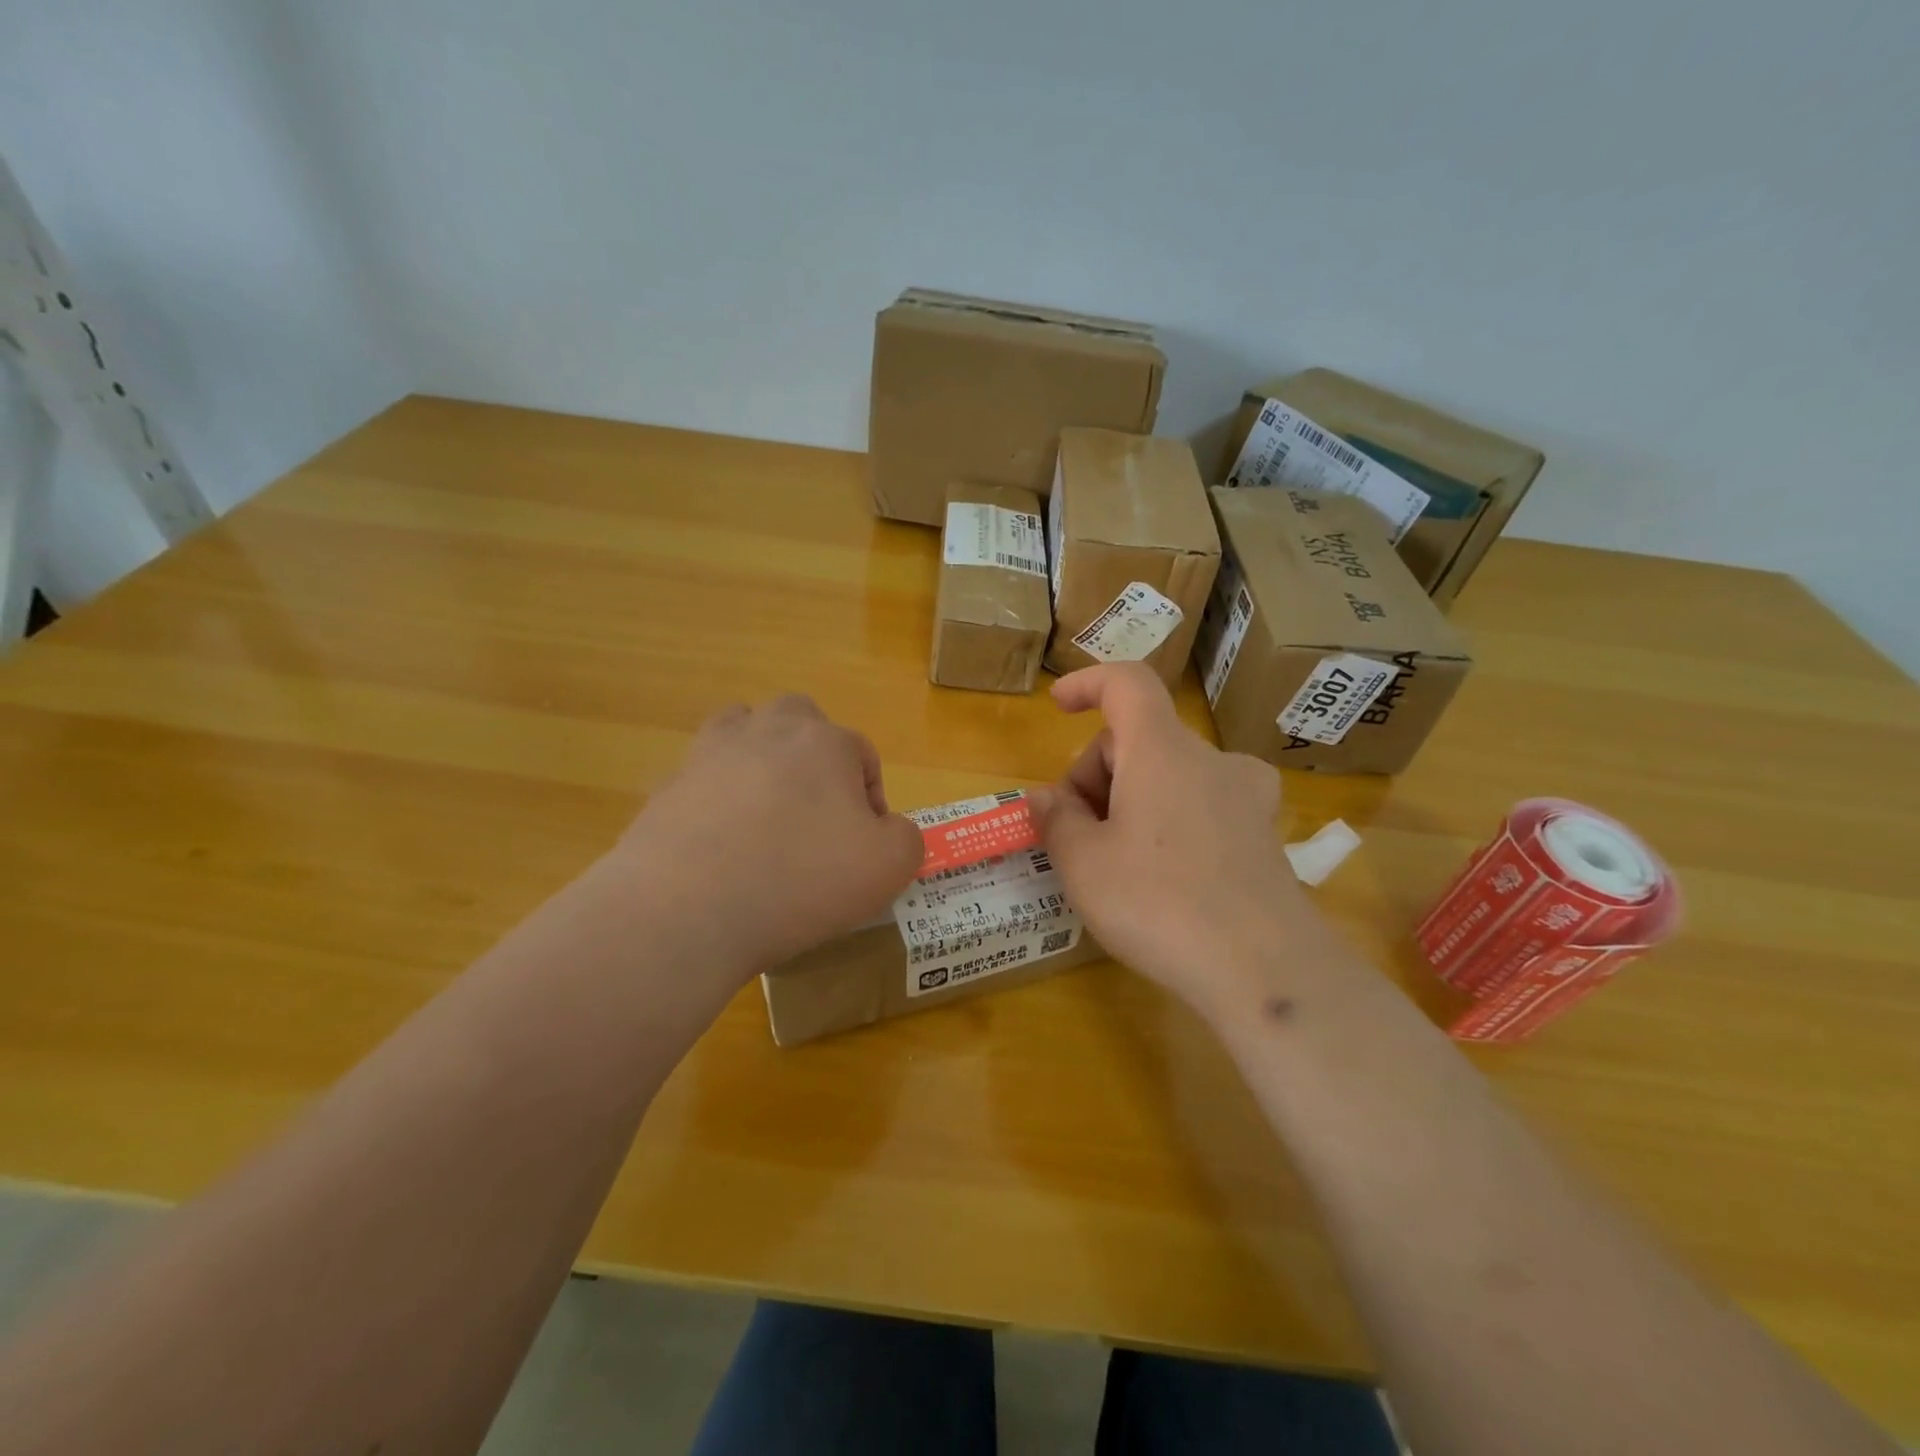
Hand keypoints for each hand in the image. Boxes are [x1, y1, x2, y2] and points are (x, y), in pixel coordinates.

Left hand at [612, 694, 923, 971]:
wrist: (686, 910)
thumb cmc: (800, 881)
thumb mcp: (887, 867)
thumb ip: (905, 838)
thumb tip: (886, 828)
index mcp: (824, 741)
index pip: (862, 754)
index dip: (871, 799)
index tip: (862, 846)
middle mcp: (767, 731)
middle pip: (800, 721)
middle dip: (815, 756)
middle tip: (816, 813)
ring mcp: (710, 754)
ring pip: (743, 730)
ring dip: (761, 756)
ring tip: (766, 810)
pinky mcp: (668, 787)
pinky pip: (702, 778)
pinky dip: (716, 797)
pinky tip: (719, 843)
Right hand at [1026, 665, 1321, 1018]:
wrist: (1265, 971)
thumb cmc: (1159, 904)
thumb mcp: (1084, 865)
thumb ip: (1056, 820)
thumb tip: (1045, 798)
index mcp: (1162, 751)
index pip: (1127, 683)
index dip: (1088, 682)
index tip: (1058, 705)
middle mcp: (1211, 759)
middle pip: (1140, 739)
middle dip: (1097, 774)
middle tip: (1074, 835)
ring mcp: (1245, 796)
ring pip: (1170, 773)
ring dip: (1131, 798)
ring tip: (1115, 862)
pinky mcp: (1262, 833)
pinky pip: (1201, 804)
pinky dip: (1169, 819)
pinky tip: (1163, 873)